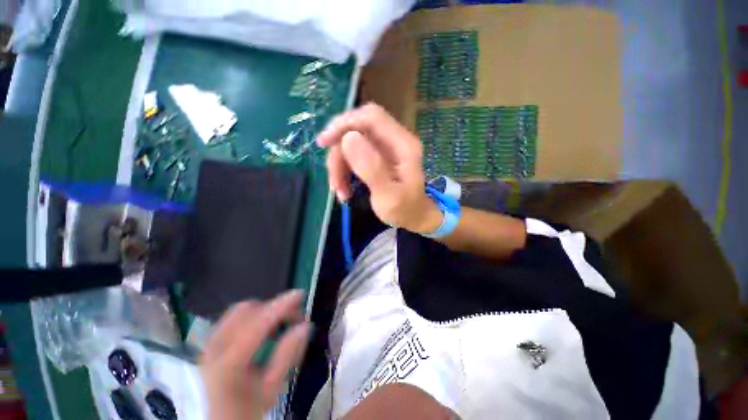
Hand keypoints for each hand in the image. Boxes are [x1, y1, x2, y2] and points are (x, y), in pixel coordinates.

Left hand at [199, 290, 310, 419]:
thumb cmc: (246, 410)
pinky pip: (233, 318)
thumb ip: (287, 355)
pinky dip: (252, 316)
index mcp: (228, 363)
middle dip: (272, 308)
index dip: (281, 306)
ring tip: (279, 323)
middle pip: (246, 310)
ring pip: (239, 311)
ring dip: (263, 311)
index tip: (299, 294)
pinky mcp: (210, 342)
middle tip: (292, 317)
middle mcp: (214, 348)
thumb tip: (305, 326)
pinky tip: (263, 328)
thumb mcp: (271, 389)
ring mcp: (209, 343)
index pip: (258, 324)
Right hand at [317, 104, 441, 233]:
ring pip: (351, 145)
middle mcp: (393, 140)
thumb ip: (371, 168)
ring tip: (340, 193)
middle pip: (356, 131)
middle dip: (339, 155)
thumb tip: (348, 137)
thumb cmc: (404, 210)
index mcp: (402, 145)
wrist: (414, 218)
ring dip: (339, 167)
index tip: (325, 143)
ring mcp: (384, 148)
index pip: (371, 117)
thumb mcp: (388, 196)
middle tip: (334, 183)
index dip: (345, 123)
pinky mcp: (376, 157)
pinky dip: (344, 172)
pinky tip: (344, 190)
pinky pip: (352, 156)